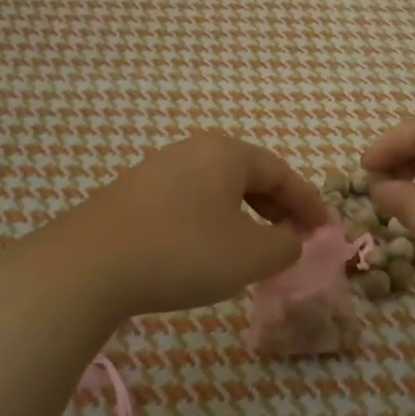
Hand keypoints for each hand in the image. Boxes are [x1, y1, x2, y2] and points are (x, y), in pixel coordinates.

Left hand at [38, 133, 329, 321]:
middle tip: (294, 239)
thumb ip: (285, 245)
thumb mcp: (250, 256)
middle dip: (277, 208)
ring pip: (217, 189)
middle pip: (250, 175)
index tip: (325, 231)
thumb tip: (289, 240)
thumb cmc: (183, 252)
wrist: (88, 266)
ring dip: (244, 216)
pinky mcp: (132, 194)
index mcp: (227, 153)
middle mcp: (193, 149)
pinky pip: (189, 201)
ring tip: (254, 249)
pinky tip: (208, 251)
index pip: (282, 172)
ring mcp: (158, 169)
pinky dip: (212, 222)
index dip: (309, 203)